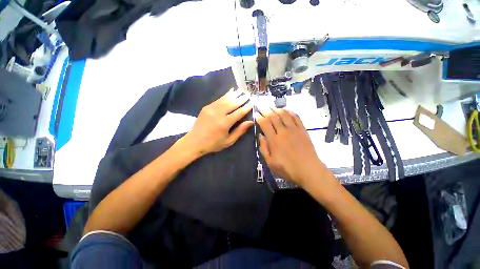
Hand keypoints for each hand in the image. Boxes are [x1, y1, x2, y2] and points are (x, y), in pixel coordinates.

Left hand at [181, 89, 253, 156]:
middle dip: (242, 98)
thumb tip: (250, 122)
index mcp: (225, 123)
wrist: (194, 142)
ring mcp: (211, 109)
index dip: (247, 107)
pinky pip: (218, 99)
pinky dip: (225, 95)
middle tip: (248, 94)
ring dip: (234, 94)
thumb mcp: (228, 141)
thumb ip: (240, 131)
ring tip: (241, 90)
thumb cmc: (213, 144)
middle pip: (233, 103)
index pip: (239, 112)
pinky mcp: (206, 107)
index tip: (253, 102)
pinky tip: (231, 91)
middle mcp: (218, 114)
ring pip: (225, 99)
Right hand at [256, 106, 326, 186]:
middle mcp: (283, 132)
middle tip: (261, 104)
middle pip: (273, 117)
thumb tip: (260, 135)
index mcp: (274, 140)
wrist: (309, 171)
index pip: (265, 124)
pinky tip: (286, 110)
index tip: (256, 113)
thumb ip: (264, 148)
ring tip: (271, 106)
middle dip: (265, 109)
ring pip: (284, 114)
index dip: (259, 117)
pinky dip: (289, 112)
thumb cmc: (288, 169)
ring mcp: (294, 130)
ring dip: (276, 108)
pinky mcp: (303, 130)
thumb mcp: (270, 163)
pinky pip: (296, 117)